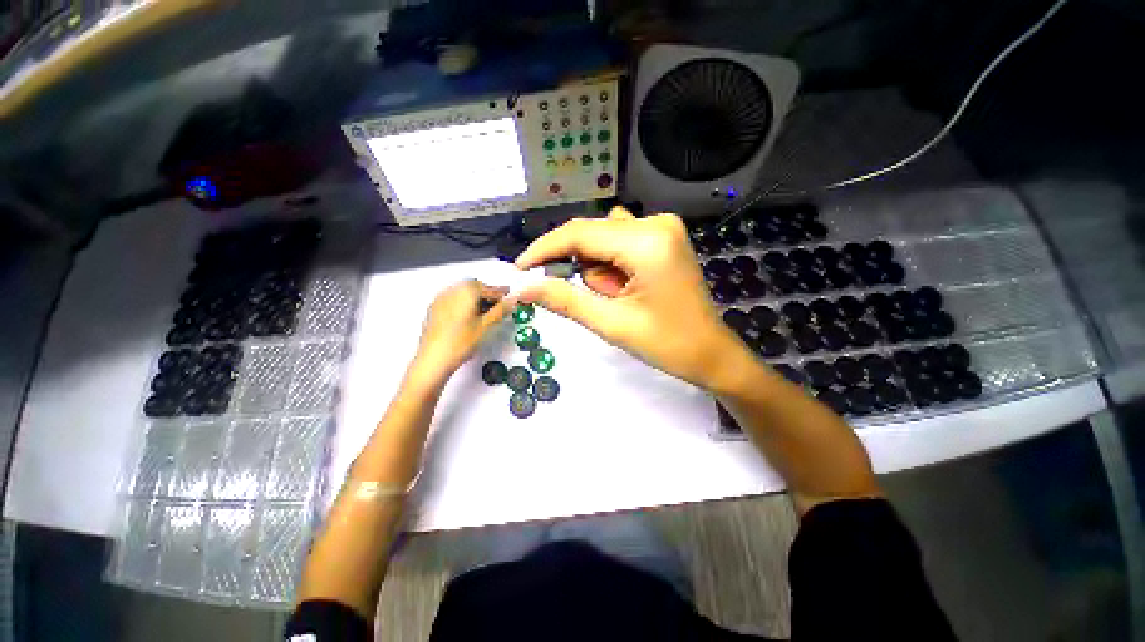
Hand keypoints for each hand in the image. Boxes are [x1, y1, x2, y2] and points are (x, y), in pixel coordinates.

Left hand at [410, 280, 511, 383]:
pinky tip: (469, 316)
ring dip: (475, 298)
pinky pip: (452, 300)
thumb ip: (500, 310)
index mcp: (465, 292)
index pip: (487, 287)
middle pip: (473, 287)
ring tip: (485, 312)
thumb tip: (512, 300)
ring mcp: (440, 300)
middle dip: (487, 294)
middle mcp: (451, 292)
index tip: (508, 298)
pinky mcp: (434, 310)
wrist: (433, 360)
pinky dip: (463, 303)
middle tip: (498, 304)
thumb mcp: (485, 326)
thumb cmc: (459, 343)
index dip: (499, 293)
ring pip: (462, 293)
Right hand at [515, 207, 745, 388]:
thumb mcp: (611, 323)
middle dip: (578, 266)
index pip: (579, 234)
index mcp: (647, 241)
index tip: (519, 270)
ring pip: (603, 238)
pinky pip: (620, 242)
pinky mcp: (663, 237)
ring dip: (597, 269)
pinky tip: (624, 288)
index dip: (544, 250)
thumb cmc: (667, 344)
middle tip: (585, 298)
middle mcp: (656, 222)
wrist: (711, 354)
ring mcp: (663, 227)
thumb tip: (523, 288)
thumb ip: (565, 300)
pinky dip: (611, 266)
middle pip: (591, 233)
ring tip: (615, 298)